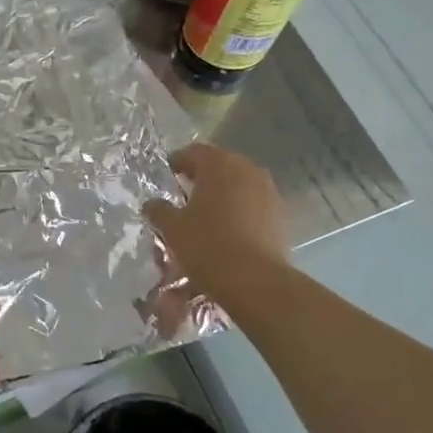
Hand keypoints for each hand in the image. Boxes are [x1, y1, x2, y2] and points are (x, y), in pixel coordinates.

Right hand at [143, 144, 288, 297]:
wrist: (255, 281)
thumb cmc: (207, 245)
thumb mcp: (172, 228)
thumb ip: (159, 210)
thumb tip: (153, 204)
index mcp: (219, 164)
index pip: (193, 152)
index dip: (177, 163)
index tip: (166, 177)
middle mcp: (247, 169)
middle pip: (219, 166)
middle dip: (201, 179)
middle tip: (183, 196)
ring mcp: (268, 191)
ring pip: (238, 186)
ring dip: (221, 196)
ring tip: (205, 216)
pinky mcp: (280, 215)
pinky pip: (252, 205)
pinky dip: (238, 212)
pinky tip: (226, 231)